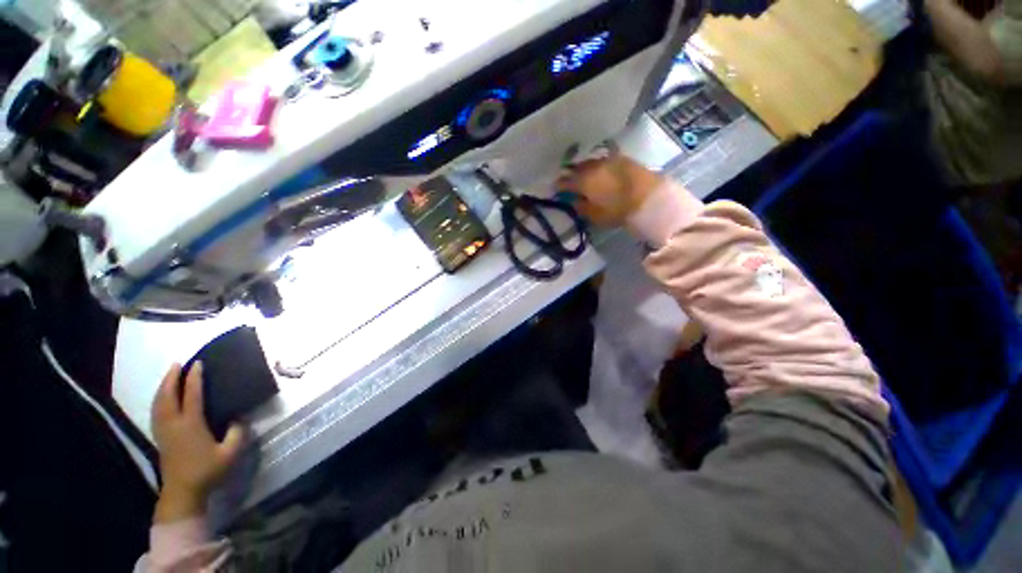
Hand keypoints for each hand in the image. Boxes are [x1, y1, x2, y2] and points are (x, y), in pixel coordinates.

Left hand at [151, 362, 243, 522]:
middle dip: (171, 378)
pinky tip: (162, 398)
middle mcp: (174, 423)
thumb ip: (237, 433)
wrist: (183, 492)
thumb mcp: (230, 453)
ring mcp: (163, 431)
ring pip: (158, 403)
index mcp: (191, 424)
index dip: (194, 378)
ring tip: (169, 375)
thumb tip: (239, 418)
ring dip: (163, 387)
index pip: (191, 395)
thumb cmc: (207, 471)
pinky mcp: (160, 437)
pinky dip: (158, 400)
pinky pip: (155, 412)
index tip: (198, 363)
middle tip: (178, 363)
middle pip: (168, 396)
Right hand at [557, 154, 663, 226]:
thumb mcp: (596, 216)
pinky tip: (600, 171)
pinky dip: (598, 166)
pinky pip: (604, 161)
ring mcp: (609, 160)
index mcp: (584, 181)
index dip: (559, 185)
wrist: (651, 199)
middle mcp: (594, 166)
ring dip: (584, 169)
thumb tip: (572, 200)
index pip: (565, 181)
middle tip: (568, 180)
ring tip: (583, 175)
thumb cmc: (619, 211)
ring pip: (590, 162)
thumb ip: (581, 207)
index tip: (555, 189)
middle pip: (577, 168)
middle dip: (571, 174)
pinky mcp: (623, 159)